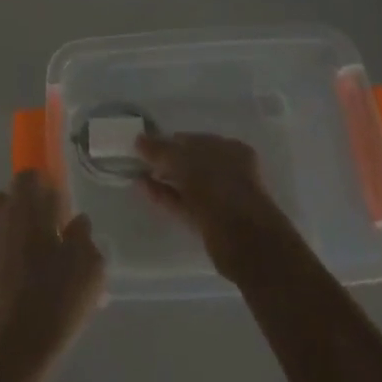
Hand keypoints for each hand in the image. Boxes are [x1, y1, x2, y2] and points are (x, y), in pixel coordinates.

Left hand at [0, 172, 105, 381]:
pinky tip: (35, 284)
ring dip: (20, 232)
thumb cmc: (56, 299)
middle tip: (54, 228)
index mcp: (25, 210)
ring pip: (3, 225)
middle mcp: (1, 221)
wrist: (15, 350)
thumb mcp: (89, 266)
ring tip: (48, 260)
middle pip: (9, 198)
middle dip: (28, 206)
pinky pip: (0, 252)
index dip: (44, 183)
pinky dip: (14, 259)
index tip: (62, 203)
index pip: (27, 175)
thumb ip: (84, 236)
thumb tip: (76, 223)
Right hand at [136, 132, 302, 285]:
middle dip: (165, 161)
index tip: (143, 145)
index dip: (167, 140)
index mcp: (229, 148)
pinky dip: (164, 195)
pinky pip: (183, 202)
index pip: (192, 139)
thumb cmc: (217, 188)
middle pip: (190, 161)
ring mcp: (220, 197)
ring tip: (136, 174)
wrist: (245, 242)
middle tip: (138, 161)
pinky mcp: (210, 220)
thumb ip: (160, 149)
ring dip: (163, 178)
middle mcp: (227, 170)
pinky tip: (143, 189)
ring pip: (186, 183)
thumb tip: (139, 139)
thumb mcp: (184, 161)